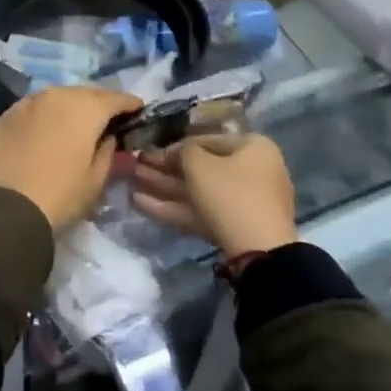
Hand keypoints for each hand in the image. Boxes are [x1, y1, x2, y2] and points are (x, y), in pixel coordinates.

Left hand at [0, 86, 142, 233]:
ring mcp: (27, 103)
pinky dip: (44, 115)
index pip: (115, 98)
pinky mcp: (4, 116)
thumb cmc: (60, 196)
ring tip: (75, 123)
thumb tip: (108, 137)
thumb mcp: (96, 180)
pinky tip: (44, 130)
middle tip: (107, 118)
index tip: (138, 110)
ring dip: (69, 106)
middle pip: (85, 93)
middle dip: (99, 103)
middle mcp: (56, 96)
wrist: (5, 209)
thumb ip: (107, 151)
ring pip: (56, 97)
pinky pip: (33, 109)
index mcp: (85, 109)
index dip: (129, 104)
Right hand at [130, 134, 296, 256]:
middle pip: (201, 167)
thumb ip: (182, 151)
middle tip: (136, 166)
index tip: (149, 152)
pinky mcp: (234, 227)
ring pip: (198, 191)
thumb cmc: (229, 194)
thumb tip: (178, 152)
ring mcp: (244, 202)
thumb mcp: (199, 164)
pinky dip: (173, 207)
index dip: (174, 145)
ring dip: (164, 187)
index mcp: (252, 147)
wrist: (258, 250)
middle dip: (165, 168)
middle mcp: (252, 171)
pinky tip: (140, 203)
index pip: (207, 140)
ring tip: (131, 183)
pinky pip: (201, 211)